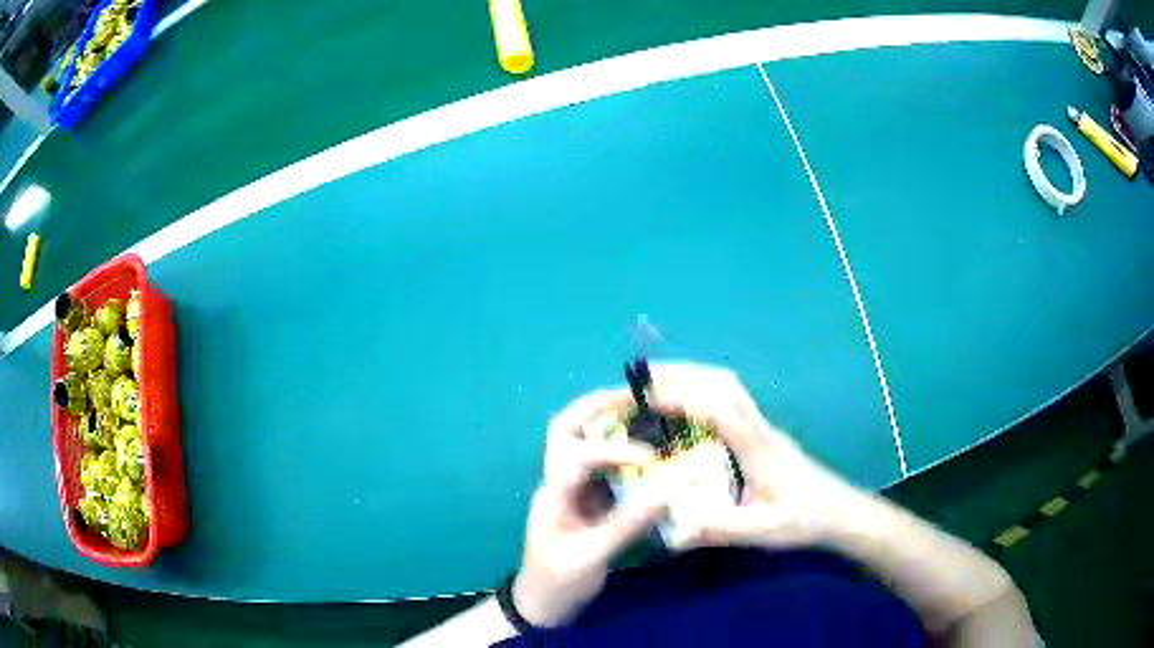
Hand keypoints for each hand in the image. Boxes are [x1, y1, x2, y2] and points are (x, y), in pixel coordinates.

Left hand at [513, 390, 669, 626]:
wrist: (543, 605)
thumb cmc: (559, 582)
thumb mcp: (591, 558)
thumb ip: (625, 526)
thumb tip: (665, 492)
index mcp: (553, 494)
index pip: (576, 457)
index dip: (612, 450)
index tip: (649, 458)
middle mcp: (559, 482)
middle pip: (565, 430)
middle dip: (594, 408)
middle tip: (632, 397)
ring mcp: (572, 489)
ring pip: (582, 441)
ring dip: (608, 423)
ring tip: (643, 411)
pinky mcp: (588, 500)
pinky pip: (602, 465)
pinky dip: (622, 450)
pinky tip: (649, 450)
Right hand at [645, 363, 862, 549]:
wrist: (841, 512)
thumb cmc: (805, 520)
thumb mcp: (762, 531)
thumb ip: (719, 529)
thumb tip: (670, 529)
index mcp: (757, 446)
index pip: (717, 407)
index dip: (680, 396)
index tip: (641, 396)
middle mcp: (759, 427)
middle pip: (721, 382)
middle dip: (680, 373)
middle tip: (639, 379)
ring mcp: (763, 427)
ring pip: (727, 386)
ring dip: (691, 377)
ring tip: (654, 385)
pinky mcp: (762, 434)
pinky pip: (729, 400)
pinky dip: (701, 391)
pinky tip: (685, 409)